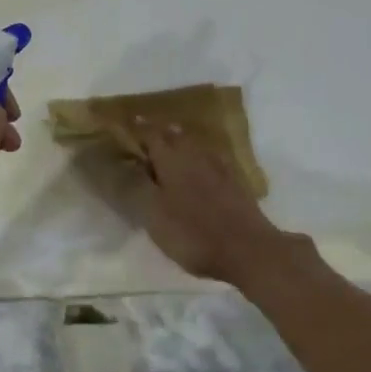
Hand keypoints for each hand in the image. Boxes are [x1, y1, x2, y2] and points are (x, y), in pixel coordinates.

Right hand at [133, 122, 299, 283]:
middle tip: (149, 131)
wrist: (248, 250)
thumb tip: (122, 162)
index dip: (139, 128)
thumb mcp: (153, 215)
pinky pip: (215, 159)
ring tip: (172, 141)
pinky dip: (203, 156)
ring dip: (182, 141)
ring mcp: (219, 169)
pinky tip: (205, 163)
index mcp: (172, 161)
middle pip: (176, 136)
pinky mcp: (236, 184)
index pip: (151, 135)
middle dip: (161, 132)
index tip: (129, 121)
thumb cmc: (193, 234)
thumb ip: (136, 187)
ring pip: (196, 146)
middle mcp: (195, 157)